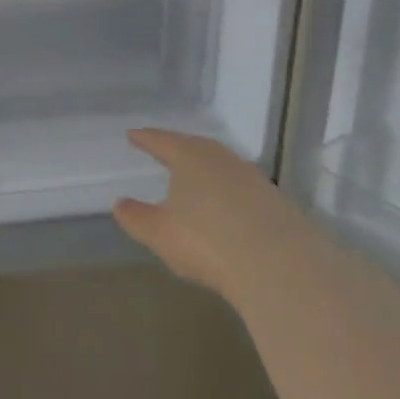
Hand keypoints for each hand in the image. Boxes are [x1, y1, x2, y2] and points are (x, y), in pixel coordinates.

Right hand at [113, 128, 288, 298]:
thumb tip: (119, 203)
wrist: (280, 264)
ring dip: (206, 171)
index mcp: (190, 156)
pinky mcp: (275, 202)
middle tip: (164, 150)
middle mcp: (222, 159)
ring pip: (222, 166)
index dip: (145, 139)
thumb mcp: (159, 232)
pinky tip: (225, 207)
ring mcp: (252, 178)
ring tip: (194, 179)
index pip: (161, 141)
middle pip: (195, 147)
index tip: (133, 134)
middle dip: (178, 149)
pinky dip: (227, 192)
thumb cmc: (206, 240)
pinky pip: (242, 188)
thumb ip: (136, 217)